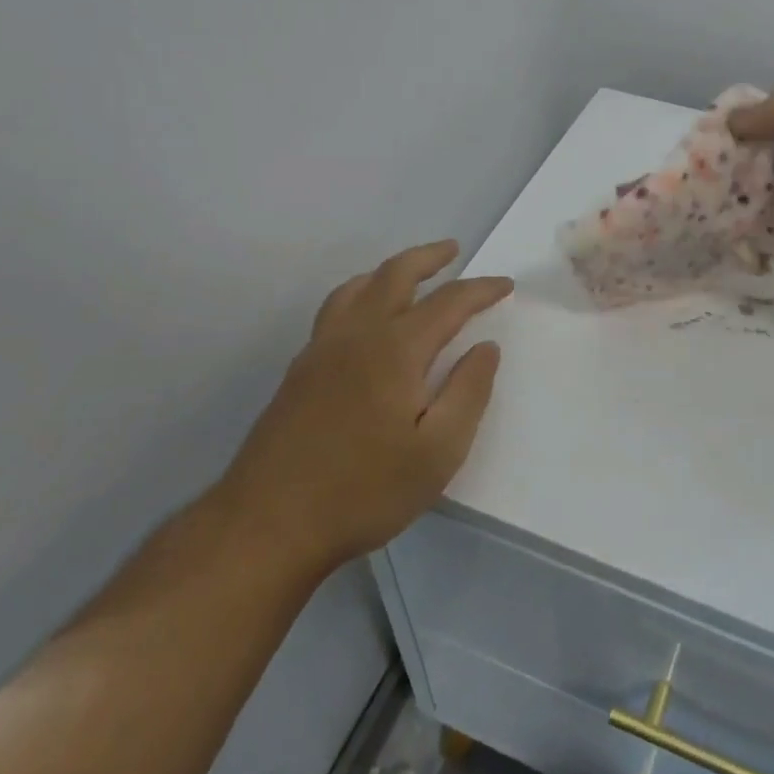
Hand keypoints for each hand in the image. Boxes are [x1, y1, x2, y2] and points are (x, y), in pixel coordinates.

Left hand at [217, 241, 511, 574]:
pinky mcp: (299, 371)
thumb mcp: (438, 452)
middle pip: (394, 275)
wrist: (268, 524)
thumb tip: (486, 347)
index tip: (506, 285)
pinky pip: (334, 309)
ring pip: (357, 287)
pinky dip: (360, 293)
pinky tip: (364, 318)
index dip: (481, 289)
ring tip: (409, 274)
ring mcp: (321, 350)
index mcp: (396, 350)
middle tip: (452, 250)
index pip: (448, 302)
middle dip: (428, 258)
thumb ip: (468, 393)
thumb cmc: (365, 490)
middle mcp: (357, 335)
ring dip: (389, 270)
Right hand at [730, 85, 773, 307]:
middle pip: (765, 158)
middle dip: (735, 173)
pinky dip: (762, 238)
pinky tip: (743, 248)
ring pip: (769, 197)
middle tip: (707, 195)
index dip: (741, 128)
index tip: (709, 152)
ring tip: (716, 224)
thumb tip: (736, 120)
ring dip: (744, 208)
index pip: (772, 116)